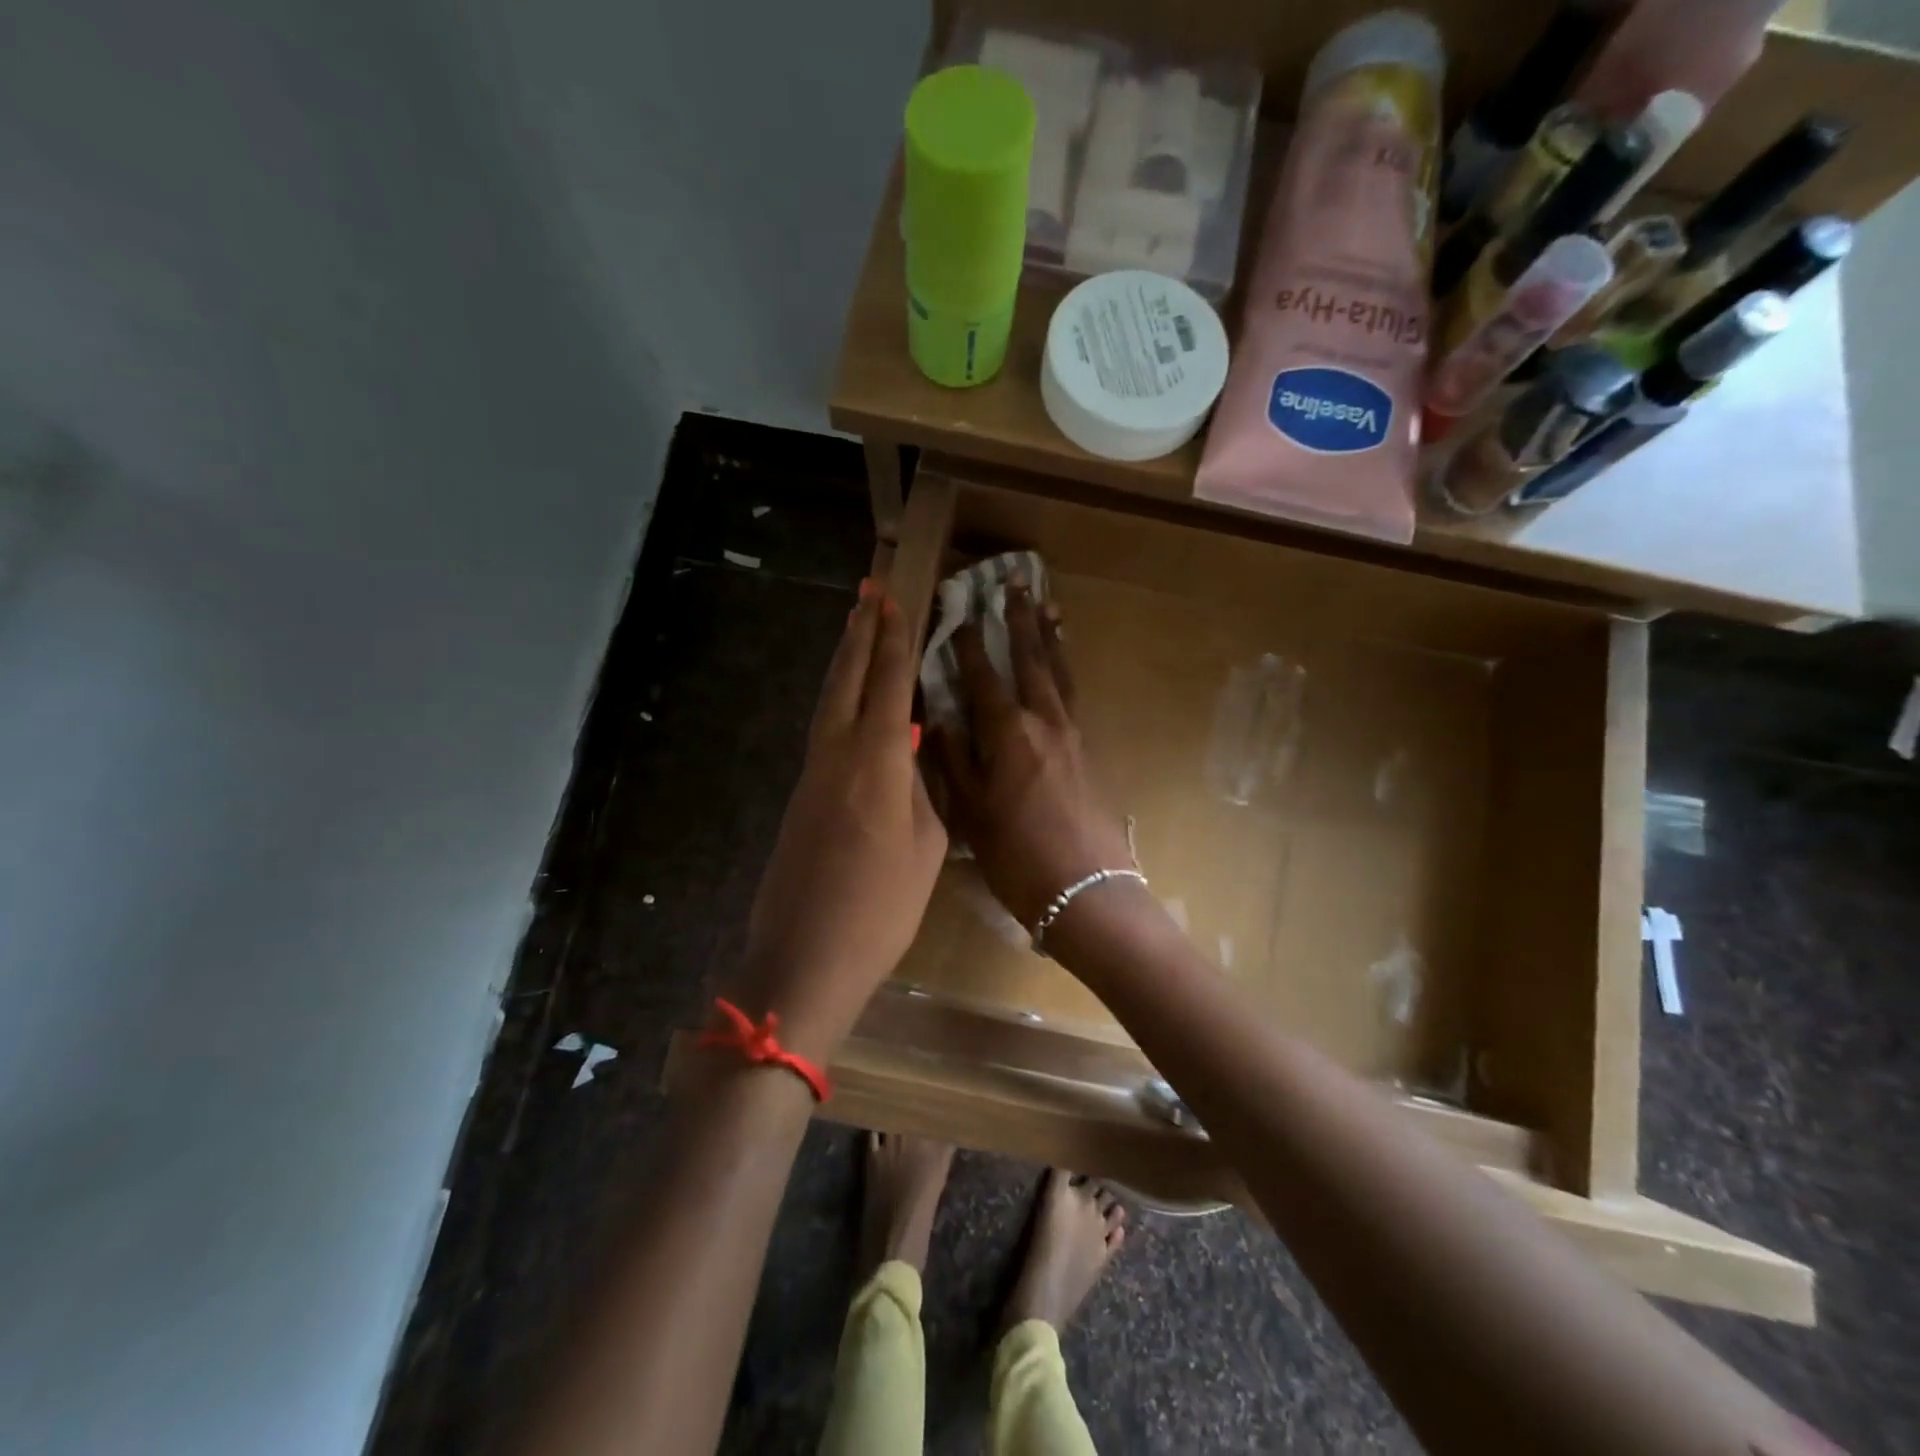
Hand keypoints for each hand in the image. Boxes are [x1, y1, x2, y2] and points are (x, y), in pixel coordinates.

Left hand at [739, 579, 947, 1060]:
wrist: (806, 957)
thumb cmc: (881, 908)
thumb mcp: (925, 847)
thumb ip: (920, 790)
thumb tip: (910, 756)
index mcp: (875, 761)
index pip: (886, 684)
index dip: (892, 640)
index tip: (893, 600)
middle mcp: (836, 754)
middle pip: (845, 680)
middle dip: (859, 634)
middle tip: (868, 593)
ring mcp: (812, 775)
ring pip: (828, 703)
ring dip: (844, 664)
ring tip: (857, 631)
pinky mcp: (800, 797)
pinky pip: (823, 732)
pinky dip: (838, 703)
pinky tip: (852, 704)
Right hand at [932, 582, 1136, 934]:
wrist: (1088, 891)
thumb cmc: (1018, 857)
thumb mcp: (972, 813)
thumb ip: (954, 761)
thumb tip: (938, 719)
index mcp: (1009, 734)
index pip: (983, 675)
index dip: (970, 641)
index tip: (961, 607)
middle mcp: (1045, 721)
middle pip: (1031, 659)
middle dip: (1019, 619)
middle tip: (1014, 582)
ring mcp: (1075, 734)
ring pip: (1060, 672)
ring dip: (1051, 636)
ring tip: (1048, 605)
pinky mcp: (1093, 751)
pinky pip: (1075, 696)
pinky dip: (1066, 670)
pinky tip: (1063, 667)